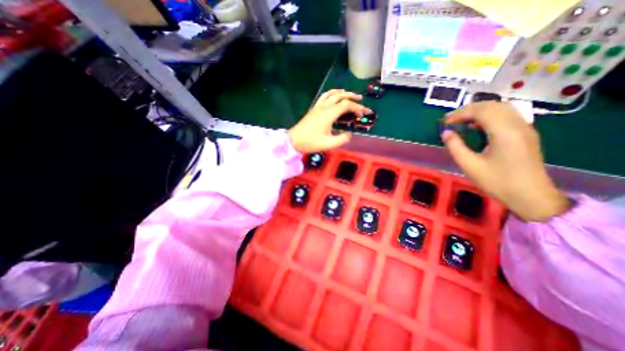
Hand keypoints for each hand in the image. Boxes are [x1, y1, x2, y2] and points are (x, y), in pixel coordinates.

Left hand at [288, 89, 369, 152]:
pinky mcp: (314, 108)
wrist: (294, 140)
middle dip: (352, 97)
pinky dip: (332, 93)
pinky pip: (324, 96)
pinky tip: (334, 96)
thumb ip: (342, 139)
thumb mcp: (329, 144)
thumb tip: (349, 134)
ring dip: (342, 92)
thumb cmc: (311, 142)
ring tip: (349, 95)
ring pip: (332, 93)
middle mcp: (324, 107)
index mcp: (329, 114)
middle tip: (361, 100)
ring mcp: (318, 106)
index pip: (347, 105)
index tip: (363, 114)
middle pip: (340, 96)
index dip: (357, 108)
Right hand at [441, 101, 570, 222]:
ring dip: (479, 111)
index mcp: (505, 133)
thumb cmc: (497, 182)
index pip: (482, 111)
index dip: (461, 113)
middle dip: (469, 109)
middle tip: (451, 120)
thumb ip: (455, 146)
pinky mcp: (526, 133)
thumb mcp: (469, 165)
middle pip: (493, 105)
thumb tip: (445, 133)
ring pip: (501, 108)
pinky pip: (507, 115)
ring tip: (462, 121)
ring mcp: (525, 128)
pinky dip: (489, 115)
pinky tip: (478, 125)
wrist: (530, 196)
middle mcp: (518, 125)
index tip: (445, 122)